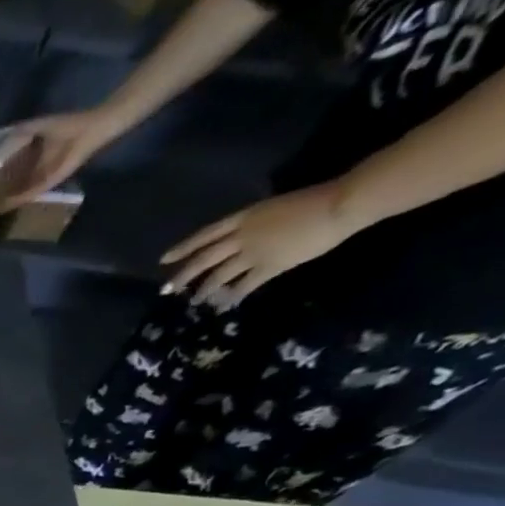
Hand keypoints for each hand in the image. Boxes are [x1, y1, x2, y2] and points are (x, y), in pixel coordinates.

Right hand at [2, 110, 120, 207]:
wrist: (91, 131)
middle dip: (2, 188)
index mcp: (35, 152)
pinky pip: (30, 194)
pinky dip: (19, 200)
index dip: (0, 170)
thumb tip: (0, 135)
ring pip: (20, 190)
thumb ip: (22, 129)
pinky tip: (6, 206)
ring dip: (8, 198)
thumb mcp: (41, 125)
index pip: (13, 164)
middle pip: (16, 180)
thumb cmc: (68, 125)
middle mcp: (36, 167)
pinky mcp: (48, 183)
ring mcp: (42, 177)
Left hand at [161, 183, 358, 306]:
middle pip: (204, 259)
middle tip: (166, 290)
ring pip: (218, 276)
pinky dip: (231, 298)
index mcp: (245, 217)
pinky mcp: (267, 268)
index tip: (164, 260)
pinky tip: (224, 306)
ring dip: (204, 290)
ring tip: (195, 301)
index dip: (183, 248)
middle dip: (183, 276)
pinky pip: (242, 287)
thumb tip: (244, 238)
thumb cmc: (316, 199)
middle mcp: (242, 237)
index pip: (206, 234)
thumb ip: (255, 224)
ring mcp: (252, 253)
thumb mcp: (274, 207)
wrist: (340, 204)